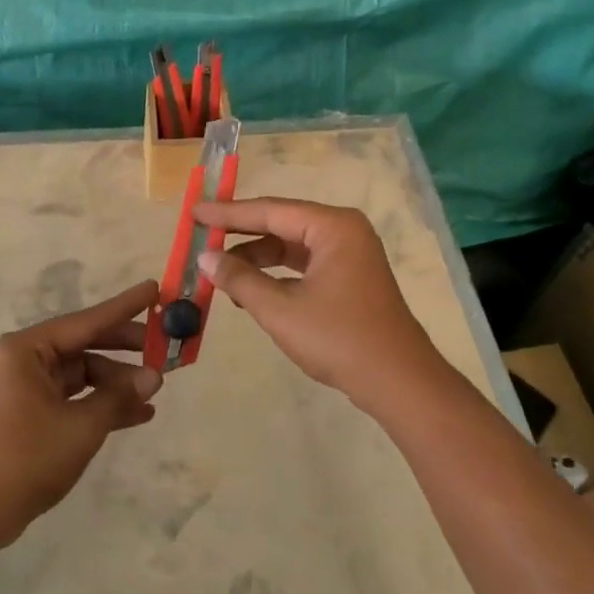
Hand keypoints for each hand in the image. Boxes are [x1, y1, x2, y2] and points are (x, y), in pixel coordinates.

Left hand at [0, 280, 163, 543]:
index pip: (87, 320)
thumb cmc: (26, 457)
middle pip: (85, 344)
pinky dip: (102, 404)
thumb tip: (154, 376)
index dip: (124, 306)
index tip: (154, 289)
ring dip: (117, 384)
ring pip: (83, 374)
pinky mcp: (32, 413)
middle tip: (163, 346)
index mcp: (28, 349)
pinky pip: (75, 397)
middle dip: (125, 349)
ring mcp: (28, 387)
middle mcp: (26, 359)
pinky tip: (138, 414)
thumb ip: (119, 397)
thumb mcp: (81, 426)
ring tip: (155, 392)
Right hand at [193, 198, 449, 412]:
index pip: (270, 210)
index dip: (228, 213)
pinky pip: (303, 263)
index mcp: (333, 227)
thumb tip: (206, 258)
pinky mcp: (349, 277)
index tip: (194, 212)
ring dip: (256, 258)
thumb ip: (240, 279)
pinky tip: (249, 289)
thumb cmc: (339, 340)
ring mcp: (349, 254)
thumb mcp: (280, 310)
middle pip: (280, 223)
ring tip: (219, 273)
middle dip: (240, 234)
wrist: (398, 382)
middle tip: (201, 237)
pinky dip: (276, 273)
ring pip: (291, 245)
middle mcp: (343, 231)